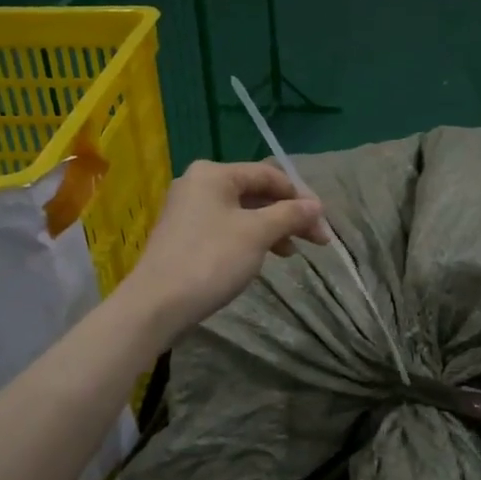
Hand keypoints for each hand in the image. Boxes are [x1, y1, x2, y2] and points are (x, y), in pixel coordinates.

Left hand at [125, 160, 328, 340]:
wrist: (157, 305)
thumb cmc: (211, 260)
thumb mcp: (257, 234)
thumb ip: (290, 215)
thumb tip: (317, 206)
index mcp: (214, 174)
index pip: (269, 175)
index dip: (300, 197)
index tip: (323, 224)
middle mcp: (198, 184)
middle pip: (256, 192)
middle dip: (288, 215)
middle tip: (316, 240)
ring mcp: (188, 211)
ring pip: (242, 212)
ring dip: (272, 228)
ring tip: (291, 253)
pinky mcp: (184, 236)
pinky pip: (227, 228)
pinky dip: (250, 238)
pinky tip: (262, 257)